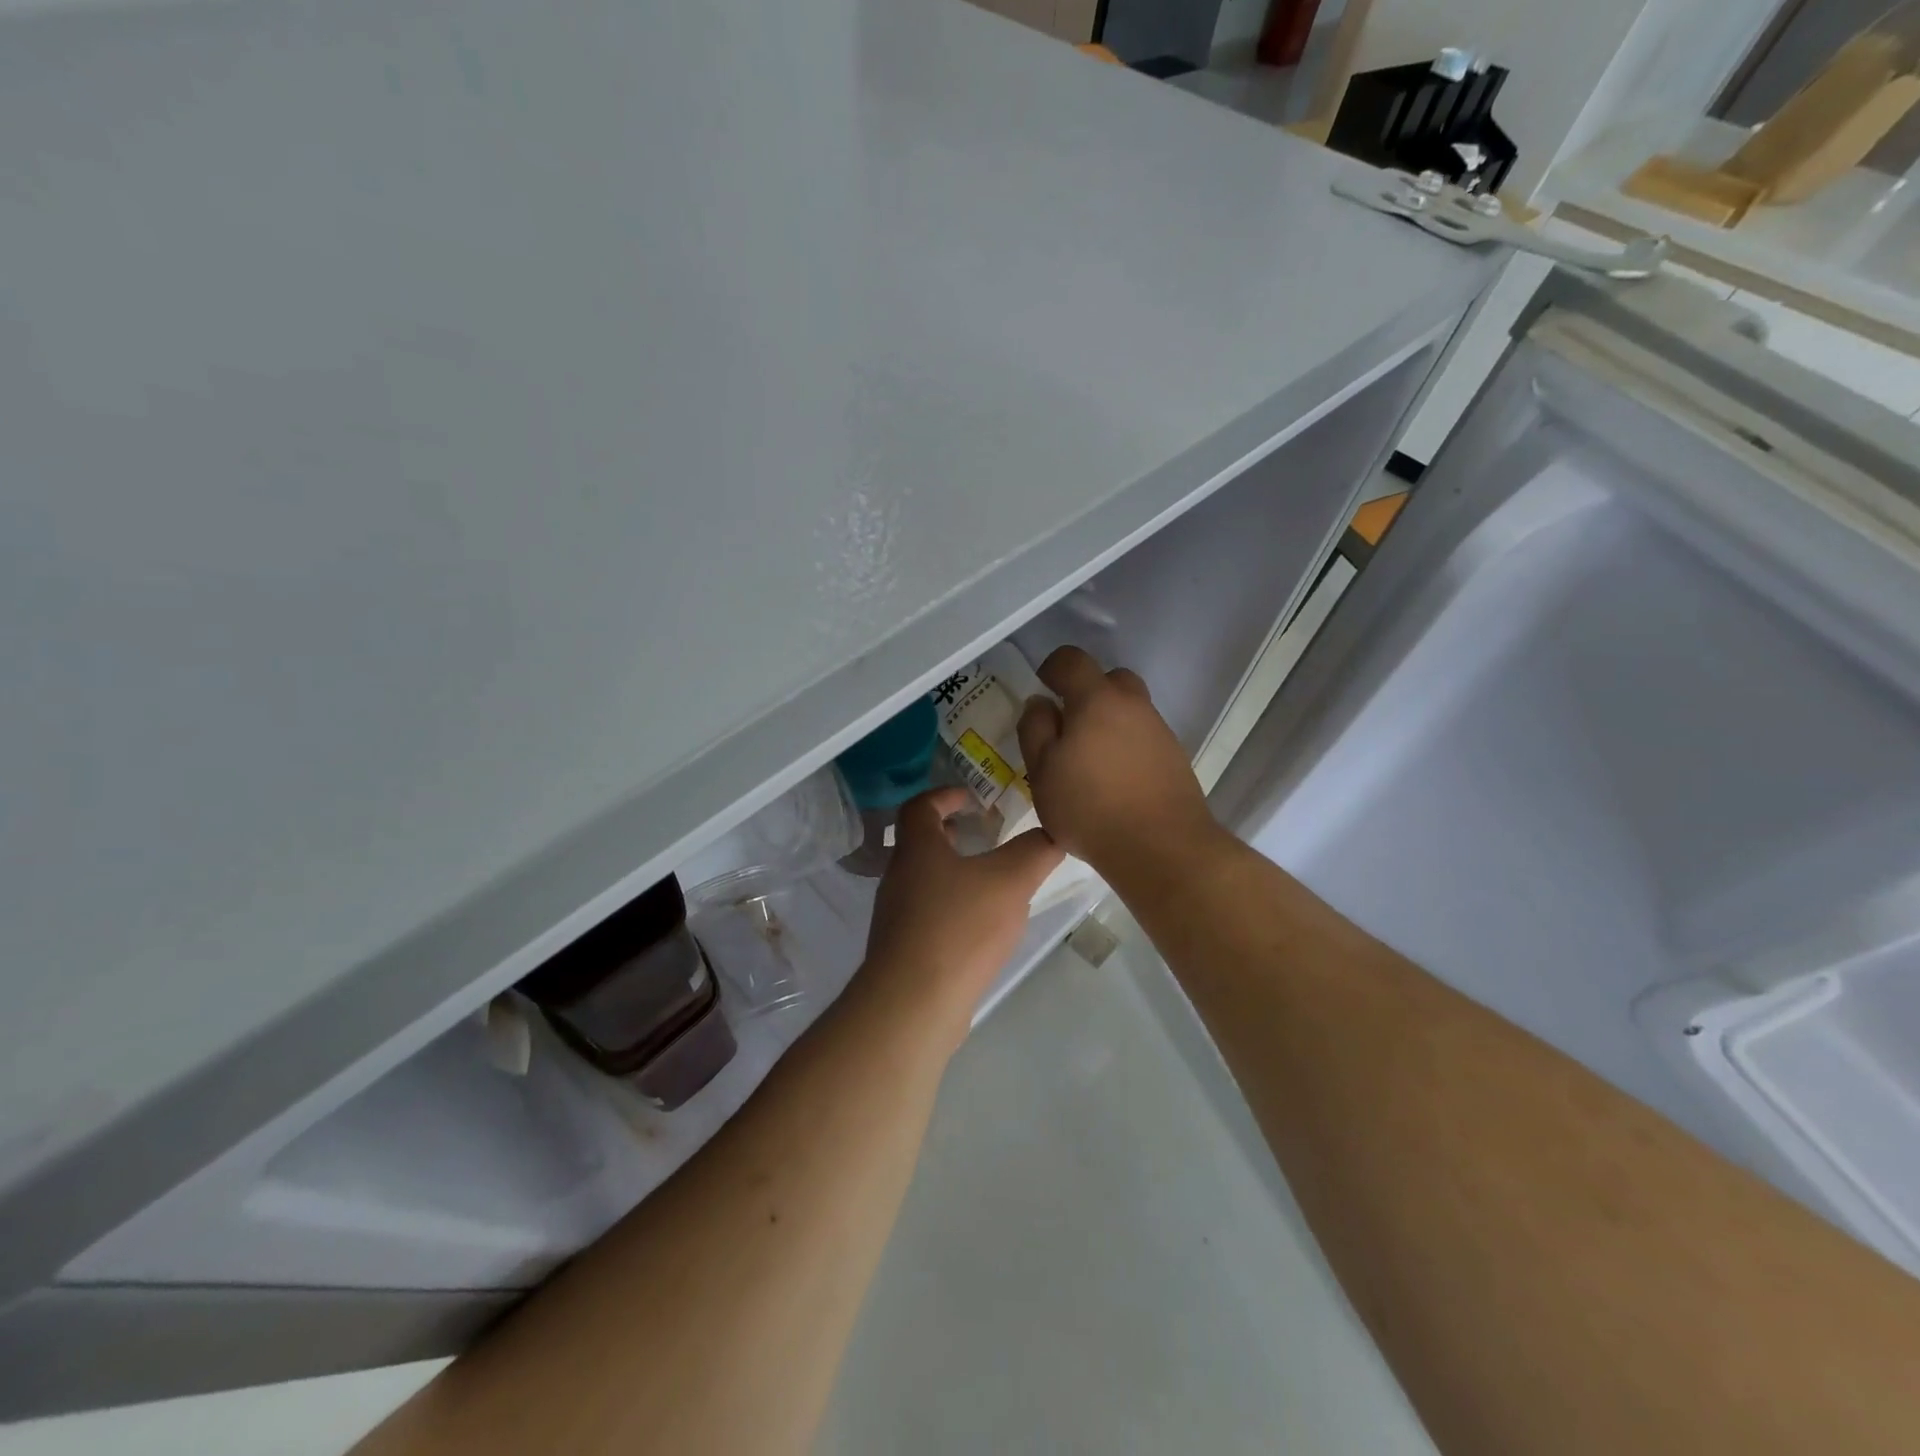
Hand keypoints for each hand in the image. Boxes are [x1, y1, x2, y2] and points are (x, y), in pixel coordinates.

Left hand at [852, 786, 1064, 1050]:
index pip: (920, 806)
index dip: (945, 795)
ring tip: (990, 882)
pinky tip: (979, 928)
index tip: (972, 798)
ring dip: (952, 872)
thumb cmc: (959, 927)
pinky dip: (951, 908)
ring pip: (923, 881)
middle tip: (984, 836)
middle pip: (919, 843)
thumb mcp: (1010, 881)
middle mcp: (898, 877)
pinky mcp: (902, 950)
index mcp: (916, 849)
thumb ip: (1035, 851)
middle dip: (951, 835)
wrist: (913, 1003)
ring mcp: (895, 916)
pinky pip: (927, 915)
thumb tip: (1053, 832)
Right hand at [1016, 646, 1217, 873]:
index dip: (1052, 667)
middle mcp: (1133, 705)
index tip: (1043, 686)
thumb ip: (1035, 729)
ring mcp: (1159, 730)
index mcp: (1096, 700)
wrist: (1161, 847)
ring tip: (1089, 760)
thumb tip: (1040, 703)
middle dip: (1087, 691)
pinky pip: (1144, 736)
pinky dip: (1126, 745)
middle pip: (1110, 679)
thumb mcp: (1042, 771)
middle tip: (1068, 724)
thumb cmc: (1089, 808)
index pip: (1072, 660)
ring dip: (1108, 721)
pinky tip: (1114, 779)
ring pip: (1130, 709)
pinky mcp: (1175, 757)